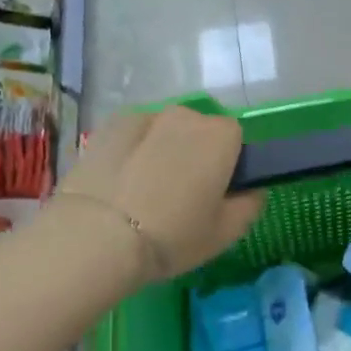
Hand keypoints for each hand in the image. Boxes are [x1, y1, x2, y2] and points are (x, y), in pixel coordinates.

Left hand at [54, 108, 264, 282]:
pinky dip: (131, 151)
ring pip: (163, 132)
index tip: (214, 193)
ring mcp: (145, 116)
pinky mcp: (110, 126)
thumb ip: (249, 206)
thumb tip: (253, 191)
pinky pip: (133, 136)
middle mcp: (186, 115)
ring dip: (161, 150)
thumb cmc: (172, 235)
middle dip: (193, 154)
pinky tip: (119, 184)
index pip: (235, 138)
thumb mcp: (224, 234)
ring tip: (143, 192)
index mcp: (220, 136)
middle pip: (198, 130)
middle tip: (180, 195)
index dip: (226, 164)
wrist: (97, 235)